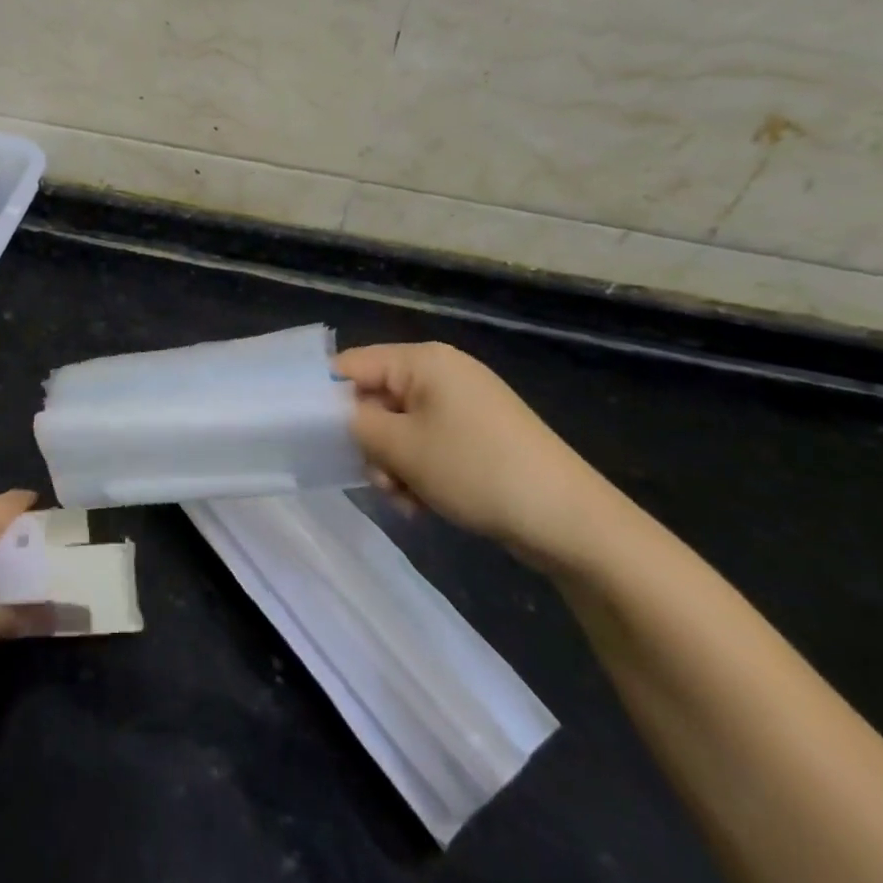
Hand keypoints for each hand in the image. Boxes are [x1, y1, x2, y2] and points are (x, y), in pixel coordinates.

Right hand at [334, 342, 613, 565]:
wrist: (570, 521)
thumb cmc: (477, 470)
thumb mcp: (401, 448)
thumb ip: (353, 423)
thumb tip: (329, 412)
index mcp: (423, 360)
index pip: (351, 365)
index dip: (326, 398)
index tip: (312, 436)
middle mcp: (442, 373)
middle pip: (375, 399)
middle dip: (369, 443)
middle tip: (377, 480)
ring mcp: (463, 405)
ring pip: (399, 429)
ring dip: (392, 465)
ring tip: (407, 500)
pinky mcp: (478, 435)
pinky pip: (428, 445)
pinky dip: (418, 472)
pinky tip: (425, 504)